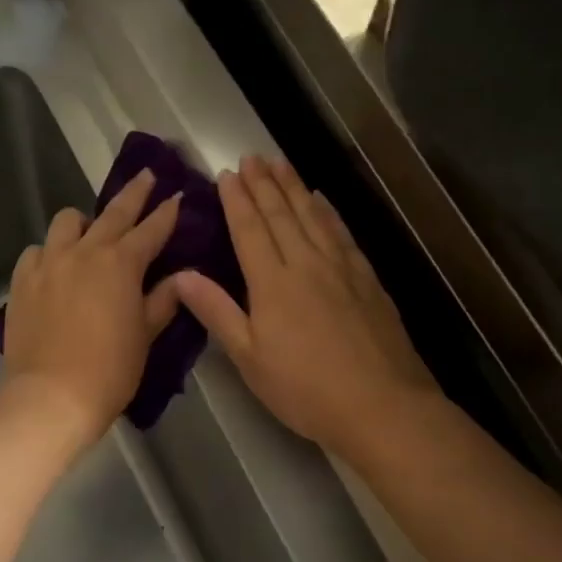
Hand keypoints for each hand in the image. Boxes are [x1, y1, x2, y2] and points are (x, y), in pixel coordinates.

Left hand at [0, 170, 182, 448]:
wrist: (52, 396)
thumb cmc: (110, 371)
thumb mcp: (145, 336)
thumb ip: (163, 301)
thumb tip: (181, 278)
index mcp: (122, 264)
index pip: (151, 229)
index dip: (167, 213)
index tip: (177, 196)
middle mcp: (85, 252)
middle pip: (114, 212)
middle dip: (134, 193)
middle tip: (147, 177)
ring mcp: (49, 262)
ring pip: (67, 221)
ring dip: (85, 222)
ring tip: (90, 235)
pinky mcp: (22, 279)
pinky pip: (37, 250)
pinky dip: (50, 252)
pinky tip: (55, 268)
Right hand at [173, 156, 438, 459]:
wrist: (381, 405)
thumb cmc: (305, 389)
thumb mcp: (249, 358)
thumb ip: (217, 312)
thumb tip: (180, 275)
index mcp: (272, 283)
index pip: (250, 229)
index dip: (237, 200)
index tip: (227, 174)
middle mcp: (306, 264)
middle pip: (282, 214)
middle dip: (264, 183)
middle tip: (251, 156)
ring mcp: (341, 268)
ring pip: (313, 216)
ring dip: (294, 187)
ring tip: (280, 163)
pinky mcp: (367, 279)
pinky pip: (342, 233)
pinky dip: (328, 212)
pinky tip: (322, 200)